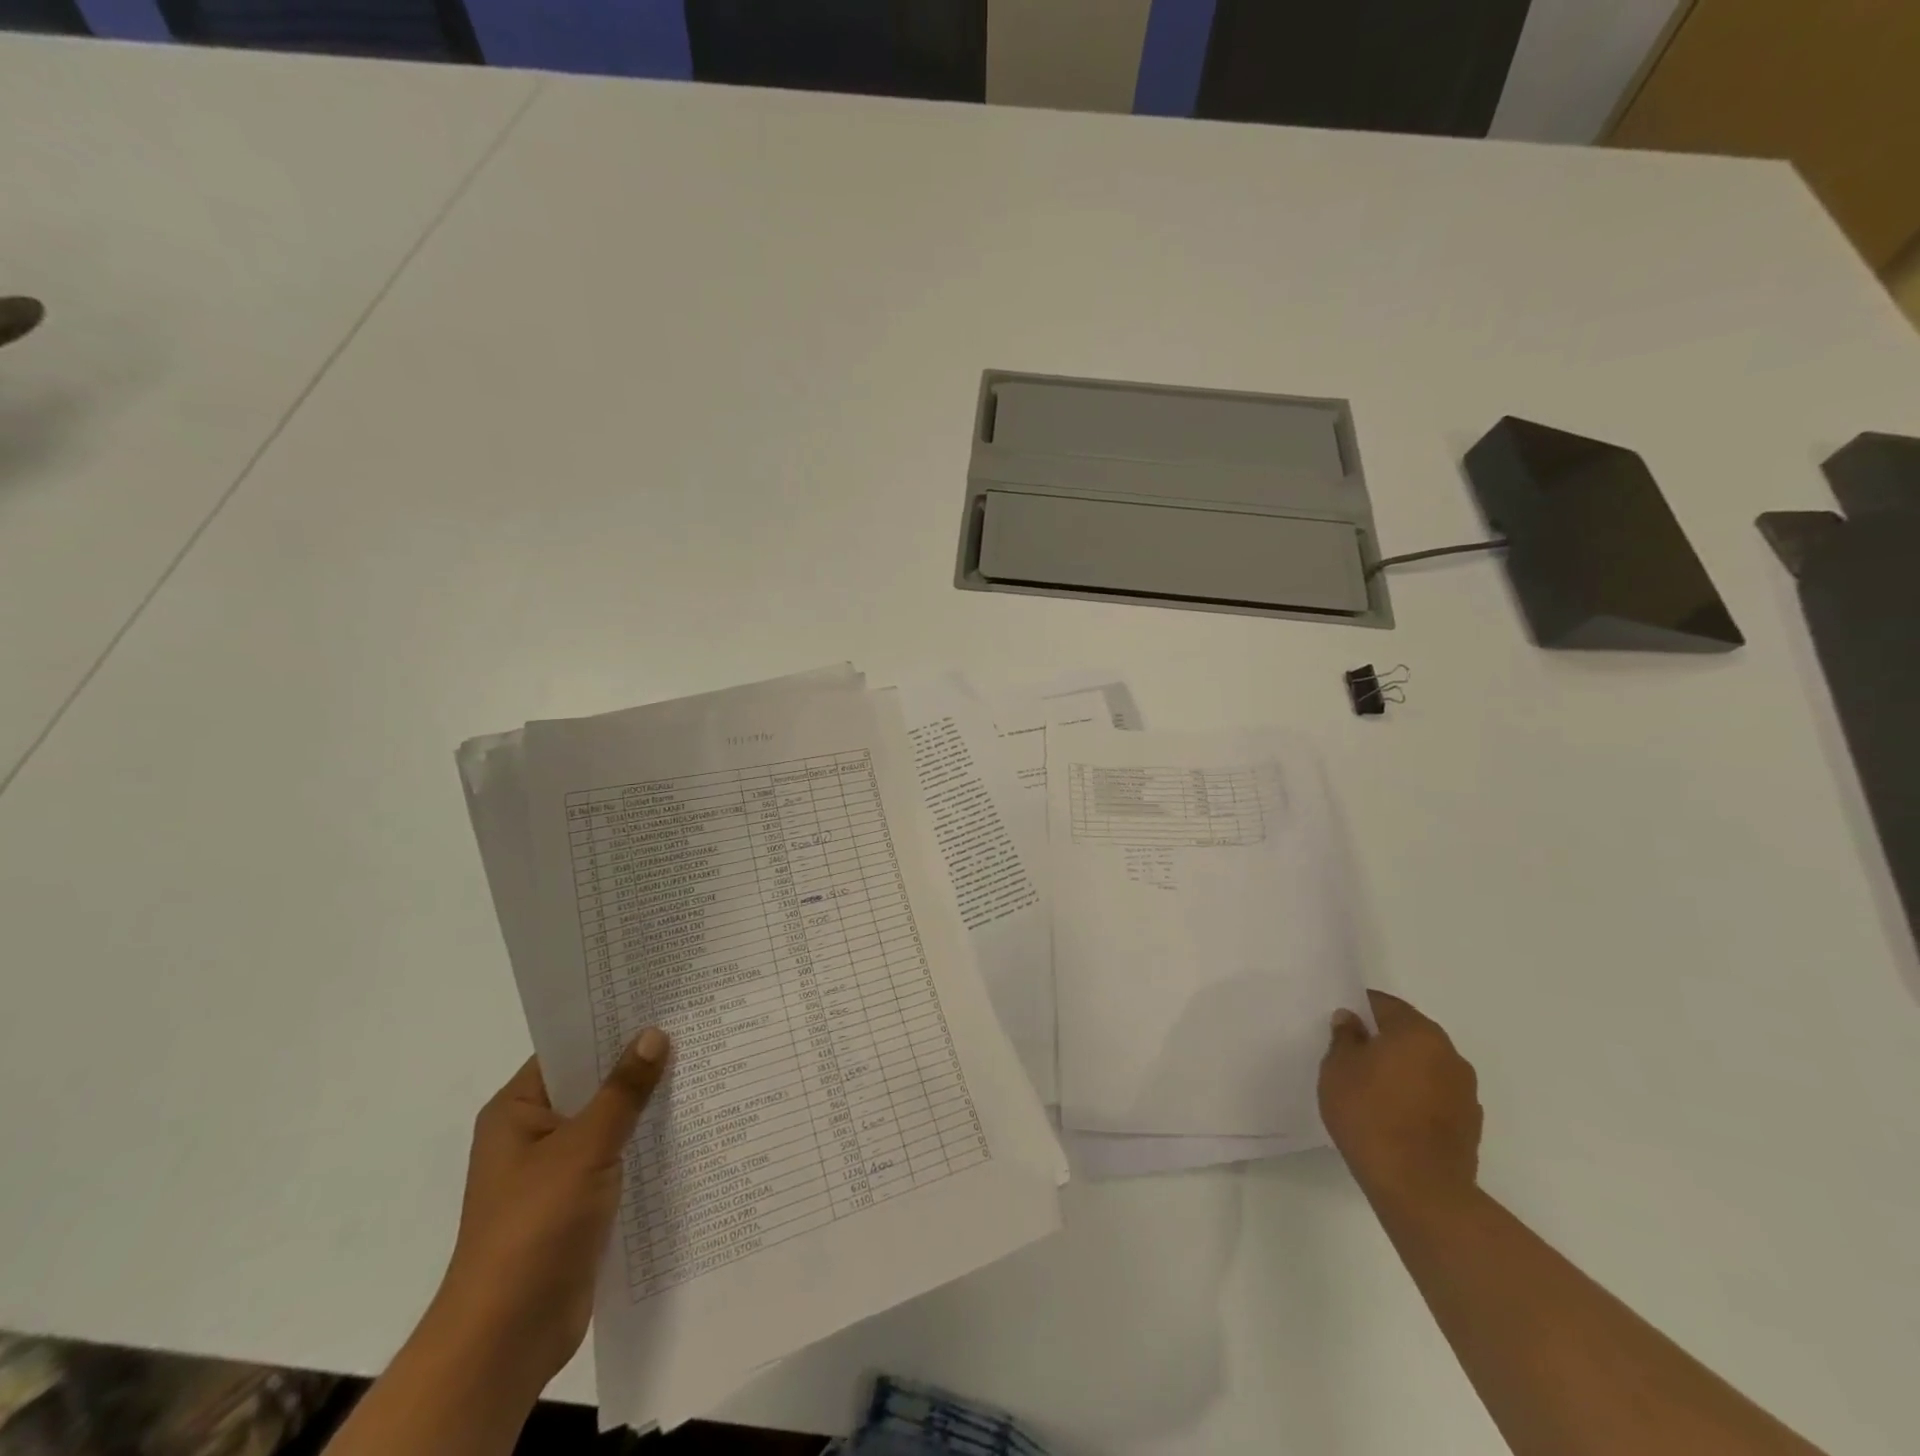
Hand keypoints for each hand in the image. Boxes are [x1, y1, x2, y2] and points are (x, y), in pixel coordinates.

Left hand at [431, 1028, 669, 1391]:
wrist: (508, 1337)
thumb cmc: (534, 1227)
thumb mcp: (583, 1148)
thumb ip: (622, 1091)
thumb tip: (654, 1033)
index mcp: (517, 1111)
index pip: (569, 1049)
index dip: (611, 1024)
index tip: (660, 998)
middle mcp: (535, 1134)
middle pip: (593, 1083)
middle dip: (639, 1062)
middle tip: (695, 1026)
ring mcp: (557, 1170)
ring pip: (611, 1121)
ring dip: (649, 1104)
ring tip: (705, 1067)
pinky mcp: (580, 1201)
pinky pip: (619, 1156)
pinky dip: (648, 1143)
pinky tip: (693, 1126)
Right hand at [1319, 991, 1481, 1210]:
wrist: (1419, 1189)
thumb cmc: (1370, 1115)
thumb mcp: (1338, 1068)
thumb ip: (1345, 1037)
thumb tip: (1352, 1021)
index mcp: (1418, 1032)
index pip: (1384, 1005)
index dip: (1359, 1009)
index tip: (1341, 1024)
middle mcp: (1449, 1054)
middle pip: (1409, 1034)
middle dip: (1383, 1040)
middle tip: (1352, 1055)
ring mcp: (1465, 1092)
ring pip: (1425, 1066)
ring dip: (1402, 1070)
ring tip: (1372, 1090)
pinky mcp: (1470, 1125)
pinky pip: (1435, 1096)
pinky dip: (1416, 1097)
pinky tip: (1393, 1116)